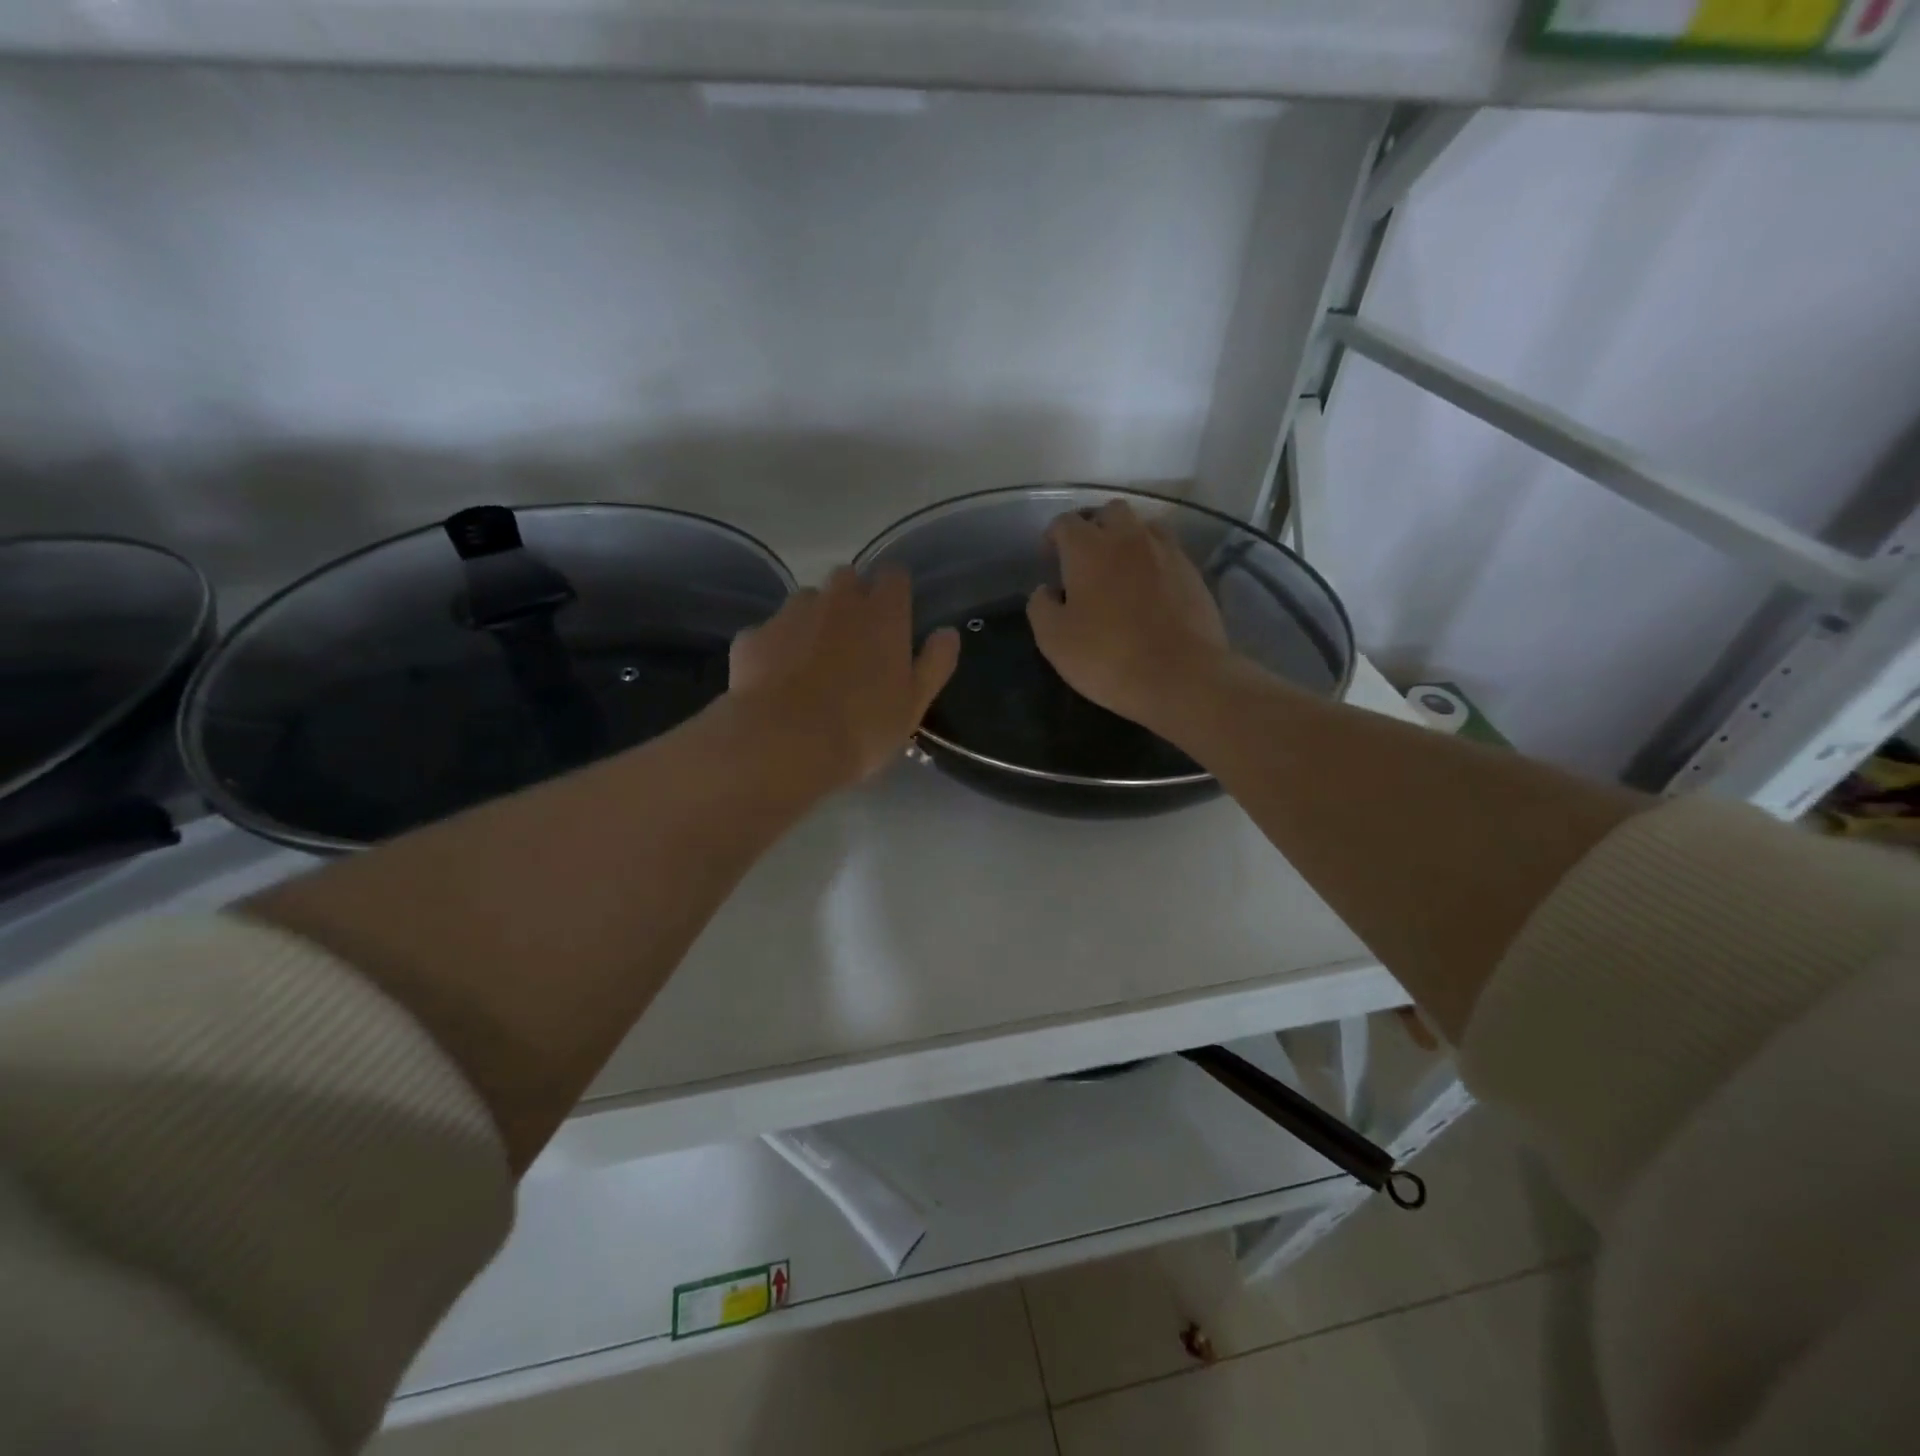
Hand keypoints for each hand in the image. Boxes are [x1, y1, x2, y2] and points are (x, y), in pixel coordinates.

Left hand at [730, 565, 960, 788]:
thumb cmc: (862, 727)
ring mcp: (790, 614)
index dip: (895, 592)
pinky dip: (775, 649)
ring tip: (811, 663)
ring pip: (806, 602)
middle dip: (851, 599)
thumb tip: (947, 632)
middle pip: (847, 578)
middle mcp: (836, 600)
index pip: (894, 575)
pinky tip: (775, 682)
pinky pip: (769, 633)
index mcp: (882, 613)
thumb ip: (934, 663)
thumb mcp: (913, 704)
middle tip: (854, 642)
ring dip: (812, 620)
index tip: (895, 617)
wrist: (782, 743)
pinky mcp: (753, 636)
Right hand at [1027, 500, 1230, 733]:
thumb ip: (1041, 607)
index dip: (1053, 536)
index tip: (1049, 557)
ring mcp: (1166, 552)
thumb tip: (1046, 590)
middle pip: (1109, 511)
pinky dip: (1154, 559)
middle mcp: (1129, 538)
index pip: (1065, 522)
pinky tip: (1150, 586)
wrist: (1181, 676)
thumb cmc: (1108, 657)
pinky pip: (1168, 551)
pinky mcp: (1193, 572)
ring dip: (1128, 537)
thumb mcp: (1054, 640)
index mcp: (1088, 549)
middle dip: (1094, 526)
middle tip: (1085, 556)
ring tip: (1120, 566)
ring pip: (1144, 526)